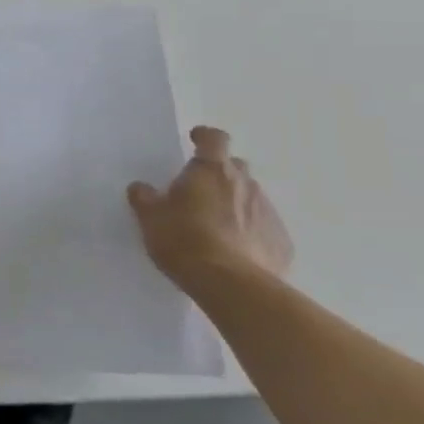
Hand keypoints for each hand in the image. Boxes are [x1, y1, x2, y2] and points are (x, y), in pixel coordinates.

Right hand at [128, 126, 293, 290]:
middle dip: (220, 174)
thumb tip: (142, 188)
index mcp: (211, 170)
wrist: (231, 286)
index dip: (204, 137)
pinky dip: (252, 233)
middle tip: (200, 192)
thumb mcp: (151, 218)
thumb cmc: (184, 240)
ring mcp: (268, 213)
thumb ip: (145, 198)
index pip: (214, 138)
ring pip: (252, 198)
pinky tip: (237, 252)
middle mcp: (245, 184)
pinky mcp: (282, 243)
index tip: (194, 141)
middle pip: (235, 167)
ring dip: (236, 204)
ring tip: (217, 226)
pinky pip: (265, 229)